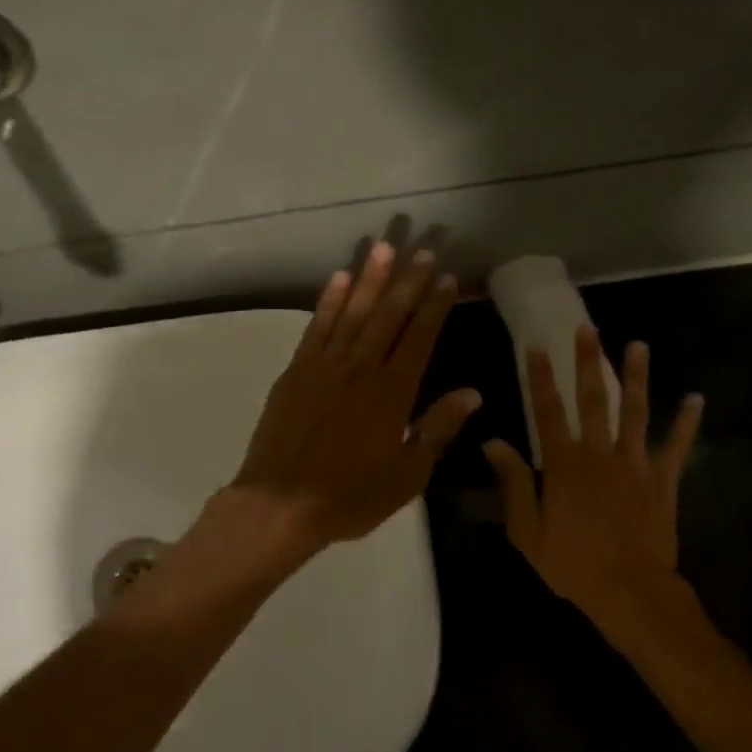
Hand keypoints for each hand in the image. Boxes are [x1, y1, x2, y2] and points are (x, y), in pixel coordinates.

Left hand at [228, 243, 481, 560]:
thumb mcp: (406, 476)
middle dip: (408, 282)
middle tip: (424, 251)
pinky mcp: (296, 371)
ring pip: (352, 312)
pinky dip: (328, 301)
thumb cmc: (349, 496)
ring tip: (385, 247)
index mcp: (391, 394)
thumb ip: (437, 430)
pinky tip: (339, 278)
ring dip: (370, 279)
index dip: (435, 307)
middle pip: (389, 316)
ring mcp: (324, 366)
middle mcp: (360, 369)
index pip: (419, 339)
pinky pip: (316, 327)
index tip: (448, 278)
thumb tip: (472, 393)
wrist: (279, 505)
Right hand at [485, 326, 702, 629]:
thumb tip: (493, 442)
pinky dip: (686, 423)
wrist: (631, 592)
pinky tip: (696, 398)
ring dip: (636, 377)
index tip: (535, 347)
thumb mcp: (527, 530)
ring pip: (635, 412)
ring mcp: (635, 464)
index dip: (540, 378)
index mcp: (563, 464)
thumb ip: (512, 483)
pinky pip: (676, 447)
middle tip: (588, 329)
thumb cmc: (572, 563)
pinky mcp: (662, 481)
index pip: (547, 411)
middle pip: (592, 400)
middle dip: (588, 362)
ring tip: (639, 345)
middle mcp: (599, 454)